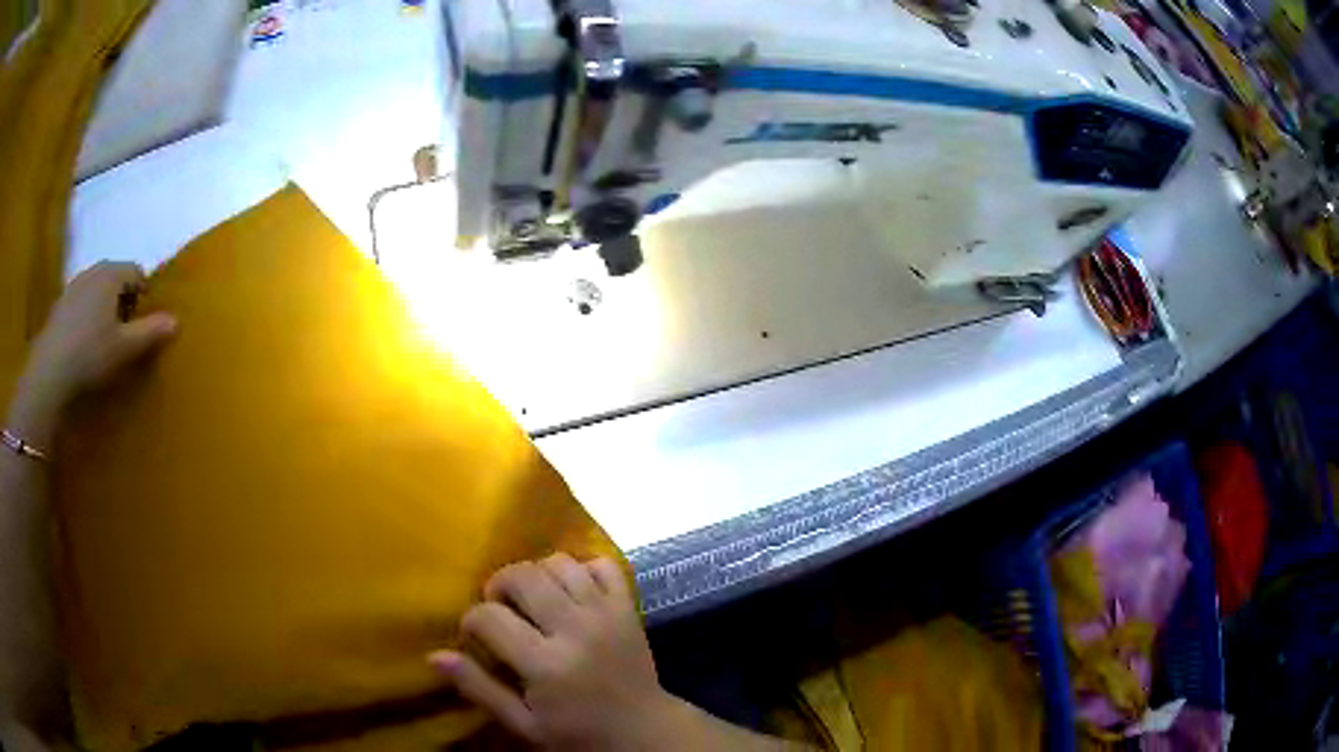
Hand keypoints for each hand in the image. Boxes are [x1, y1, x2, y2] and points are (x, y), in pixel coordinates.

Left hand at [7, 262, 175, 445]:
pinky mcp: (59, 306)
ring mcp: (73, 286)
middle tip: (123, 334)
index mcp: (111, 274)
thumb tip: (176, 320)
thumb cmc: (90, 355)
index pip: (136, 272)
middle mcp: (93, 271)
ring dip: (103, 309)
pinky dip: (86, 318)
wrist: (50, 372)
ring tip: (102, 341)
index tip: (141, 325)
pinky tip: (82, 345)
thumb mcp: (125, 349)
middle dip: (122, 301)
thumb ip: (150, 332)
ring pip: (96, 290)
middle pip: (115, 278)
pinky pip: (80, 304)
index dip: (143, 296)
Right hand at [429, 555, 676, 750]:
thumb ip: (480, 688)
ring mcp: (606, 613)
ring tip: (532, 600)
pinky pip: (602, 564)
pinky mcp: (627, 607)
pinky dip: (581, 568)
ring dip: (536, 573)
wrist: (644, 731)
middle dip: (499, 585)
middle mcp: (576, 630)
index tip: (476, 637)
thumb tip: (434, 655)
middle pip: (523, 576)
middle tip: (500, 609)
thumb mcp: (524, 724)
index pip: (490, 617)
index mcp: (546, 665)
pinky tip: (570, 591)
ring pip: (560, 563)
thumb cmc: (578, 734)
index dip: (471, 621)